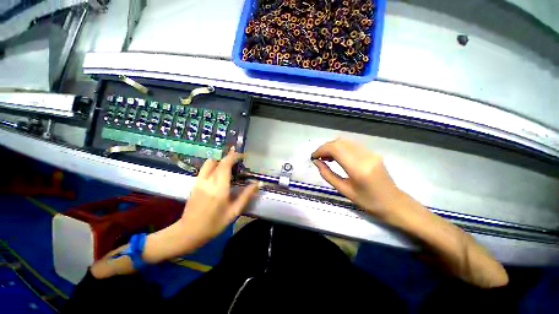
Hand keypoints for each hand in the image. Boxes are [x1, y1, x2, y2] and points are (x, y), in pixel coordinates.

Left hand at [179, 147, 258, 247]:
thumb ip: (246, 196)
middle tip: (239, 158)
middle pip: (219, 162)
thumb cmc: (214, 223)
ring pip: (210, 163)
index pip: (225, 165)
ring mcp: (199, 182)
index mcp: (219, 189)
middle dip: (229, 157)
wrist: (189, 231)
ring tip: (229, 165)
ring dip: (220, 161)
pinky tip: (219, 172)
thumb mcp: (234, 212)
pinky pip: (205, 169)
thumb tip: (257, 184)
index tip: (242, 155)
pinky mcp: (195, 184)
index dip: (234, 157)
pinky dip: (213, 165)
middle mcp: (208, 182)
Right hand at [311, 138, 403, 219]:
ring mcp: (370, 152)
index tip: (313, 157)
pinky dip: (340, 147)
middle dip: (325, 147)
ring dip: (332, 146)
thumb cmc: (368, 202)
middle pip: (339, 142)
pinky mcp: (372, 152)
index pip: (335, 149)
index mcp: (358, 168)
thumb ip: (327, 175)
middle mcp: (365, 156)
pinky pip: (352, 145)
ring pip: (345, 141)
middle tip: (318, 157)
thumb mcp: (344, 190)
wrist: (394, 203)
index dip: (321, 150)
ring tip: (325, 157)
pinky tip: (336, 156)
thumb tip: (316, 162)